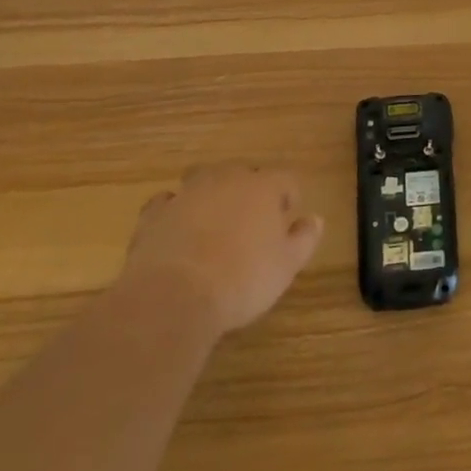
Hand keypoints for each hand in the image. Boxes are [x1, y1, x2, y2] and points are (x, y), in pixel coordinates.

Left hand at [120, 165, 322, 334]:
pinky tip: (176, 229)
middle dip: (249, 191)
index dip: (289, 196)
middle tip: (252, 221)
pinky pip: (167, 202)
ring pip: (204, 179)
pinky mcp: (154, 214)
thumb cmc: (242, 279)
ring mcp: (187, 194)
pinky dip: (174, 210)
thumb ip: (304, 239)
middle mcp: (227, 180)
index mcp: (263, 187)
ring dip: (211, 193)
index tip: (288, 217)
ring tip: (214, 220)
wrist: (173, 297)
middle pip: (243, 173)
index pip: (285, 179)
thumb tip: (315, 219)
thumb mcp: (286, 266)